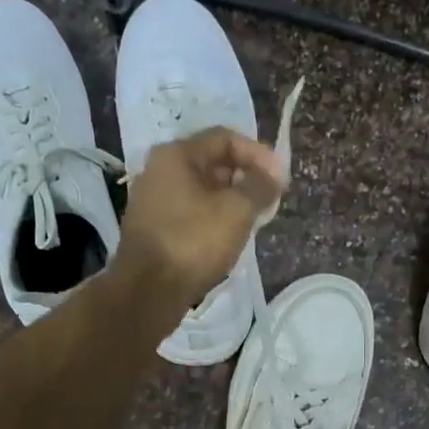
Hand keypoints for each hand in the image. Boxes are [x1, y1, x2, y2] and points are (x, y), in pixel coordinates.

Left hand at [116, 127, 284, 307]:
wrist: (148, 290)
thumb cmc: (194, 241)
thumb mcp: (237, 210)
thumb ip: (260, 186)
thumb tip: (272, 175)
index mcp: (175, 154)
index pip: (225, 138)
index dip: (258, 154)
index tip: (279, 178)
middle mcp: (158, 170)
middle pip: (211, 162)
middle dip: (244, 177)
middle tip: (267, 199)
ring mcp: (151, 200)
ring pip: (200, 189)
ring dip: (229, 199)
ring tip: (252, 219)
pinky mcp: (151, 228)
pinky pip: (189, 211)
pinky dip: (211, 217)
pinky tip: (227, 236)